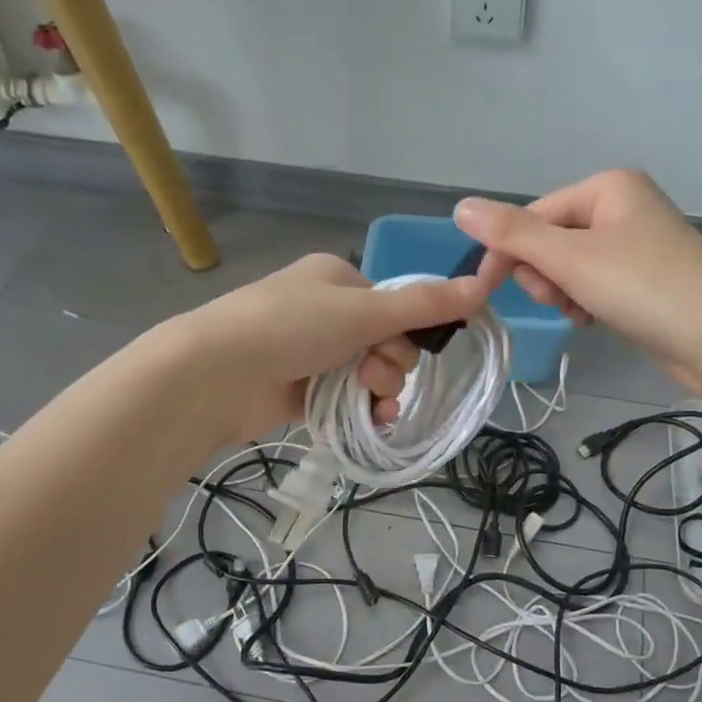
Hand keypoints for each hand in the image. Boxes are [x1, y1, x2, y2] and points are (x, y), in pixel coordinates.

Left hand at [176, 252, 489, 439]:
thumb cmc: (293, 327)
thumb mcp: (365, 311)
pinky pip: (344, 399)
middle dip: (390, 365)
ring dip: (379, 390)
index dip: (406, 333)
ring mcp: (308, 352)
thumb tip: (484, 286)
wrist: (217, 374)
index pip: (393, 305)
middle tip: (372, 375)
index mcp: (336, 278)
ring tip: (368, 403)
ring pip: (367, 374)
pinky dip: (359, 410)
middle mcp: (324, 311)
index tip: (400, 351)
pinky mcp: (298, 390)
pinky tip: (368, 423)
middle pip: (384, 341)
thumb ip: (425, 306)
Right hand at [454, 170, 701, 396]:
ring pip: (568, 267)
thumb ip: (513, 233)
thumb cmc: (645, 288)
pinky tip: (595, 320)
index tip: (485, 292)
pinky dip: (585, 303)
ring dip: (563, 293)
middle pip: (550, 240)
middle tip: (563, 298)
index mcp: (607, 187)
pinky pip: (592, 284)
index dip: (506, 253)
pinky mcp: (643, 279)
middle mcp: (621, 207)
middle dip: (545, 275)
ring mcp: (635, 244)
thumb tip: (460, 206)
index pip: (533, 216)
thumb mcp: (571, 259)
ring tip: (583, 312)